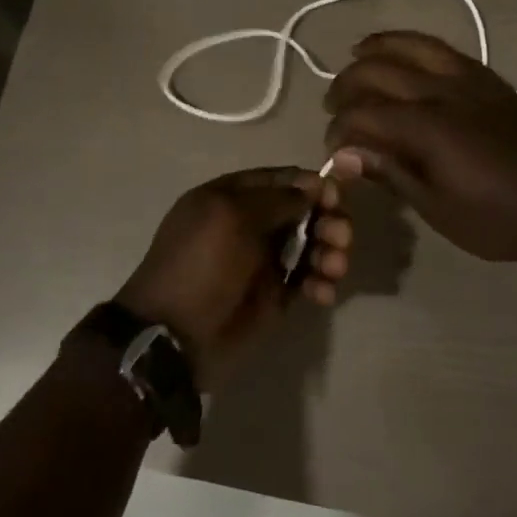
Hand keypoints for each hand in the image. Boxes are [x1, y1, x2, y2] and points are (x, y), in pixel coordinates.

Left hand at [116, 167, 351, 388]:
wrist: (175, 335)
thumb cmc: (200, 265)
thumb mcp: (230, 217)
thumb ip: (277, 198)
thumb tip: (314, 185)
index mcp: (233, 197)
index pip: (283, 180)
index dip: (312, 185)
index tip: (335, 198)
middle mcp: (251, 224)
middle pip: (304, 211)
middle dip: (328, 220)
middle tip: (341, 237)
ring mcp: (264, 261)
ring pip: (312, 245)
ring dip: (330, 251)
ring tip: (334, 267)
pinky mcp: (276, 295)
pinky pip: (309, 280)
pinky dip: (322, 283)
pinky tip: (323, 293)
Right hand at [323, 32, 516, 267]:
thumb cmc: (501, 219)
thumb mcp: (438, 208)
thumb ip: (390, 172)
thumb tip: (344, 154)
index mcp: (428, 127)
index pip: (364, 114)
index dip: (339, 129)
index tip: (332, 149)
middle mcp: (444, 91)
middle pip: (380, 71)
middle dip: (347, 84)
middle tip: (333, 105)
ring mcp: (471, 79)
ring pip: (414, 46)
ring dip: (379, 47)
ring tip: (356, 53)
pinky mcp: (491, 80)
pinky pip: (444, 50)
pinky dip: (416, 45)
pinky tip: (407, 55)